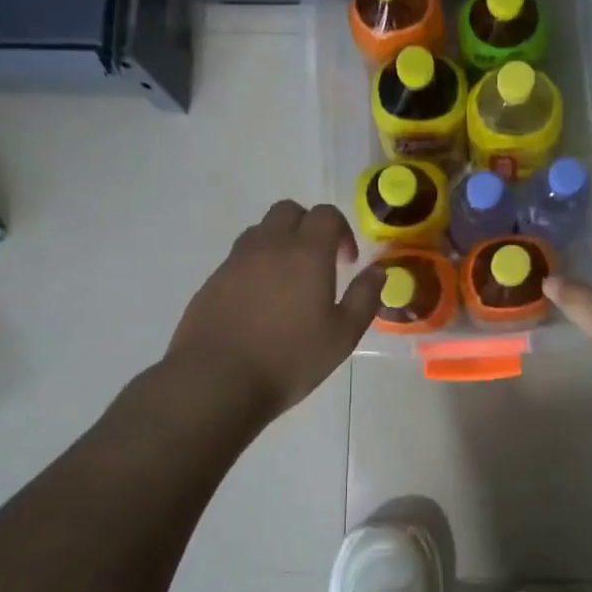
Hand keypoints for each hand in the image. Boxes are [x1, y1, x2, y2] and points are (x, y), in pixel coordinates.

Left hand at [166, 202, 383, 421]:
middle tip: (319, 263)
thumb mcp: (342, 336)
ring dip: (280, 243)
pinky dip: (257, 266)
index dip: (342, 231)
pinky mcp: (213, 279)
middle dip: (309, 227)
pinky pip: (240, 257)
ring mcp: (236, 260)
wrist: (217, 380)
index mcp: (306, 253)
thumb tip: (378, 271)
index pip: (326, 215)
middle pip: (289, 211)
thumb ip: (364, 298)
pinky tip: (261, 303)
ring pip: (261, 231)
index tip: (347, 262)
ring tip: (289, 282)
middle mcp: (269, 245)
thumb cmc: (290, 359)